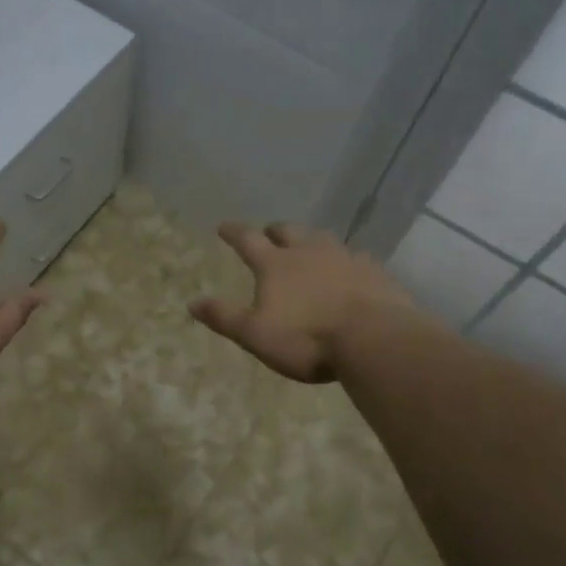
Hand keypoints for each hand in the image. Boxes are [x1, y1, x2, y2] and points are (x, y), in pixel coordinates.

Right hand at [189, 222, 414, 382]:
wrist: (374, 339)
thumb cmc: (307, 338)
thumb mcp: (255, 334)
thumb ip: (224, 317)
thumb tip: (192, 302)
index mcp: (276, 265)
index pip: (248, 240)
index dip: (233, 232)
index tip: (223, 226)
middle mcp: (308, 252)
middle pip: (288, 231)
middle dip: (275, 231)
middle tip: (269, 233)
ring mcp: (344, 257)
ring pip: (323, 239)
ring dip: (311, 240)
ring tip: (309, 248)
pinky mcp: (373, 271)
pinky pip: (355, 258)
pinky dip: (345, 261)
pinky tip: (350, 271)